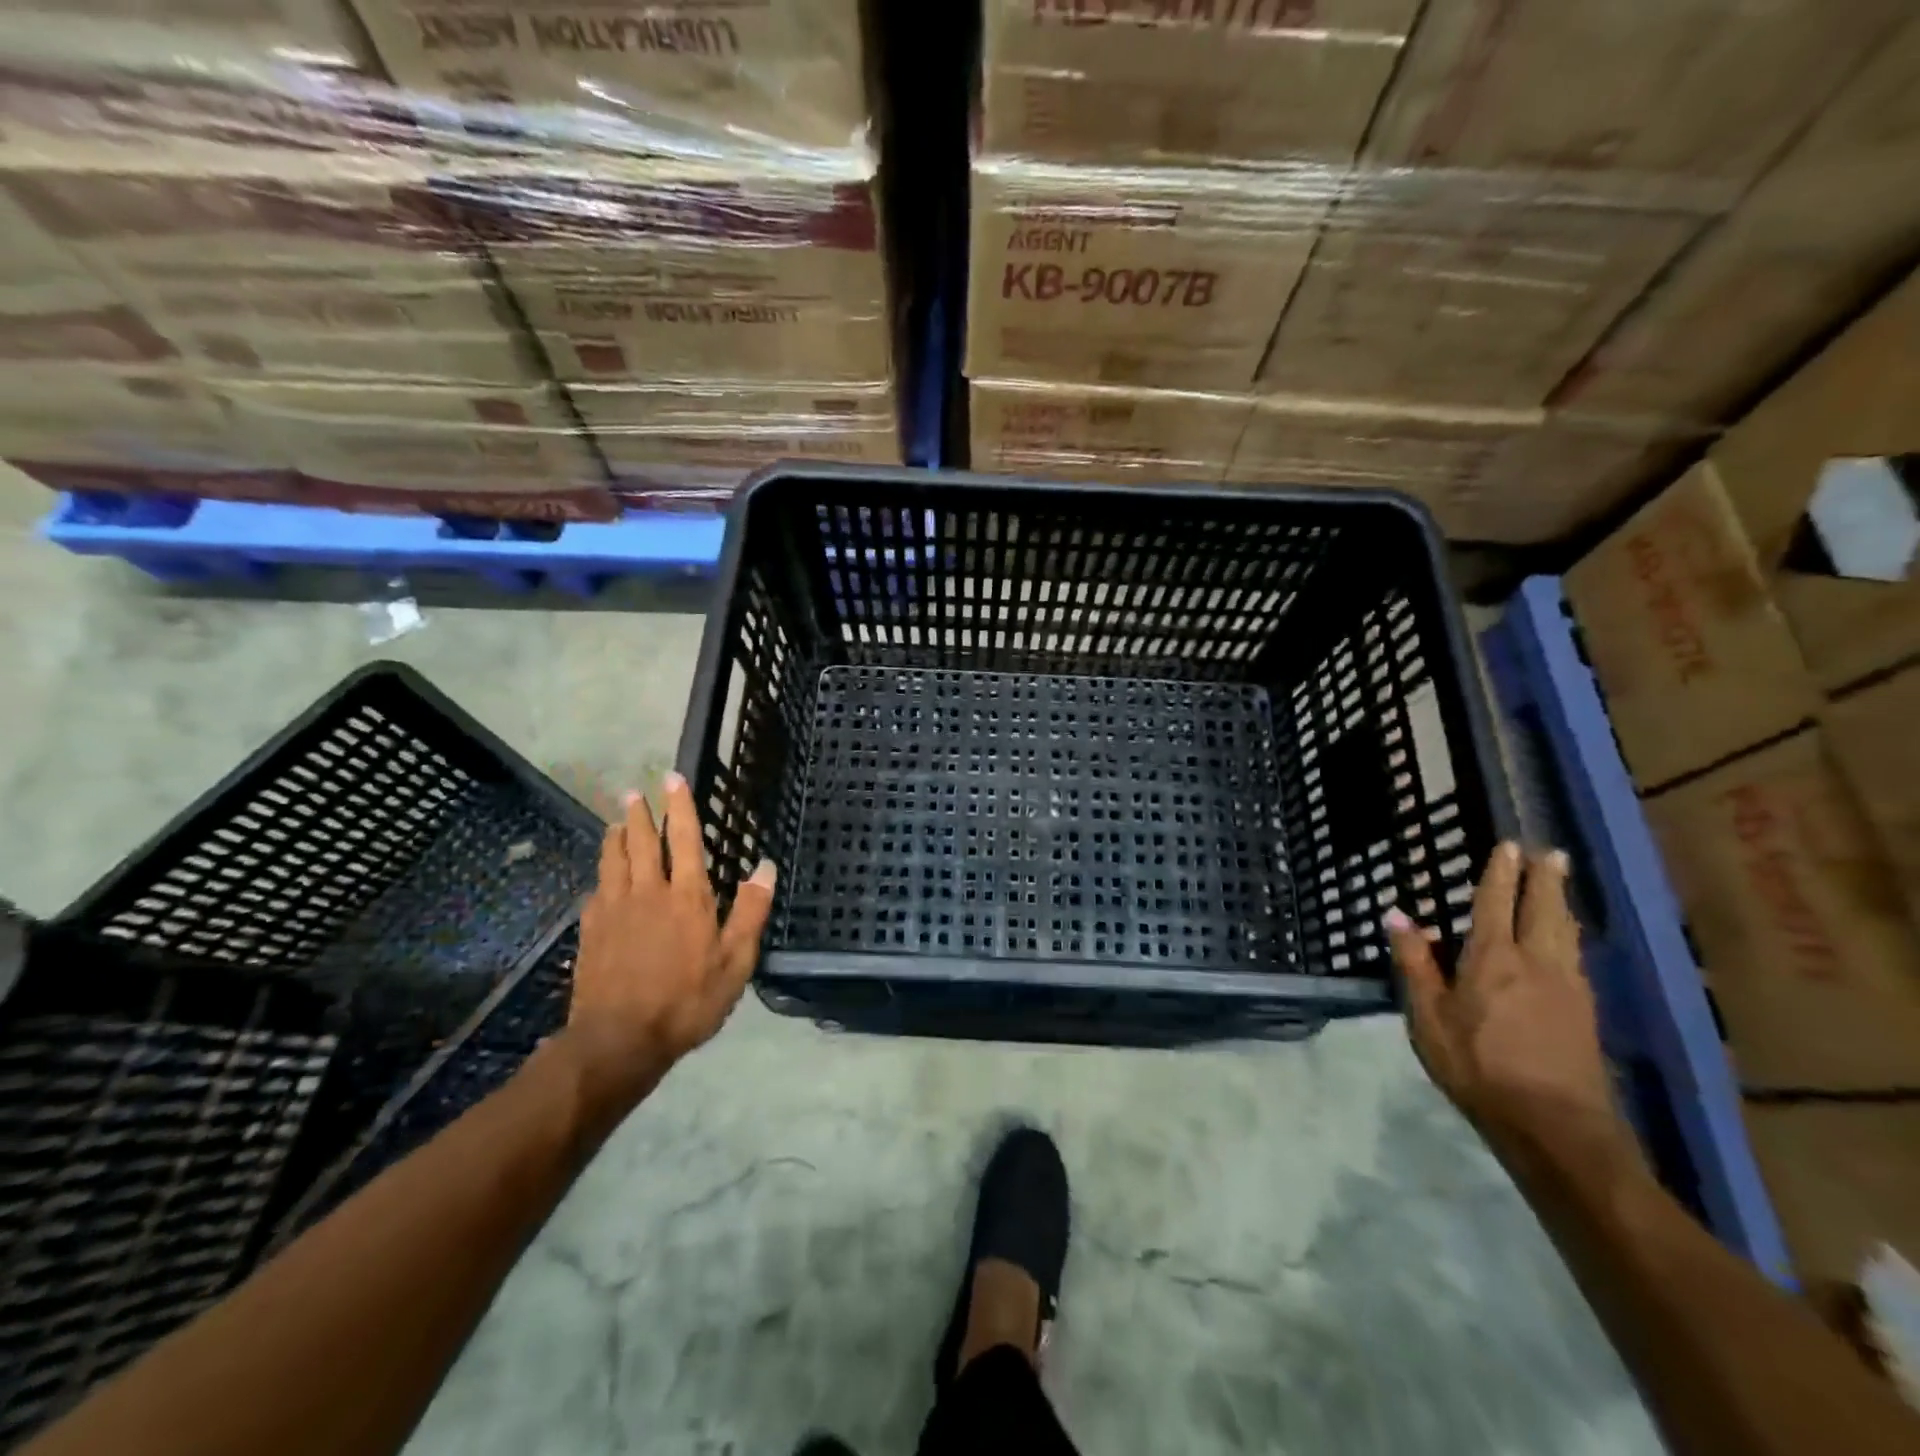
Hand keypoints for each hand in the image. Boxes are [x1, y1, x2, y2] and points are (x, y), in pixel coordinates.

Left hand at [564, 772, 775, 1106]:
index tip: (673, 779)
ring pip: (614, 861)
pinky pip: (596, 891)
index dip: (681, 807)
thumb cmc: (687, 1001)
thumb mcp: (734, 962)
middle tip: (635, 792)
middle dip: (641, 814)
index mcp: (687, 897)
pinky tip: (601, 879)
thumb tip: (765, 868)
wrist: (619, 1040)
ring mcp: (615, 910)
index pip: (686, 840)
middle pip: (643, 843)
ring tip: (616, 822)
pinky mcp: (591, 932)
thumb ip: (750, 912)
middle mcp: (648, 893)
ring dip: (616, 837)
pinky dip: (601, 876)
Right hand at [1387, 842, 1623, 1150]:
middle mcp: (1537, 962)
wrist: (1555, 1126)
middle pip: (1544, 909)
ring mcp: (1568, 987)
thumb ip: (1414, 963)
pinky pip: (1576, 955)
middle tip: (1548, 852)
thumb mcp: (1428, 1016)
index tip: (1507, 847)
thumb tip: (1397, 915)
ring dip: (1562, 901)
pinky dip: (1570, 933)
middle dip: (1544, 878)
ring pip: (1566, 931)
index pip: (1496, 904)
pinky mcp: (1585, 1012)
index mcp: (1493, 958)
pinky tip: (1568, 940)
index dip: (1500, 874)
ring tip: (1561, 883)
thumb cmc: (1478, 1066)